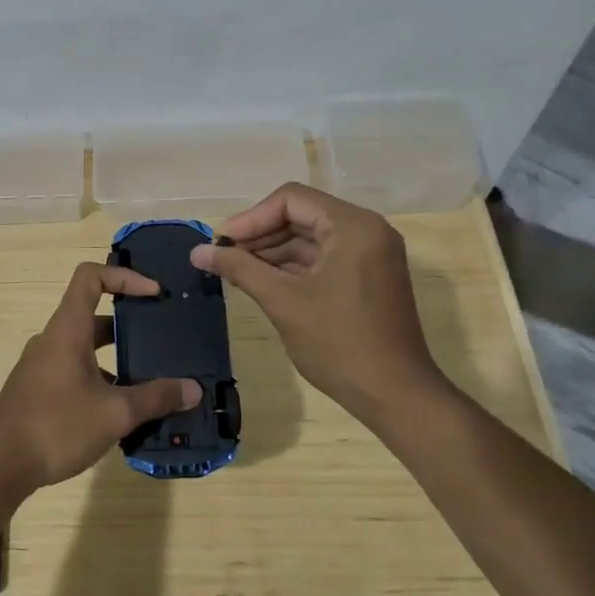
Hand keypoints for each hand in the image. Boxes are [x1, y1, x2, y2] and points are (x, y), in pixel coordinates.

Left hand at [0, 262, 201, 490]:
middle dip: (129, 325)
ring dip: (116, 359)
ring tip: (150, 381)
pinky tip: (121, 412)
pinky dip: (100, 381)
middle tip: (161, 339)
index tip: (154, 293)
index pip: (91, 277)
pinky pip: (76, 372)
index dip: (124, 276)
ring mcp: (43, 366)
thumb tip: (194, 389)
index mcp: (68, 329)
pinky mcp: (39, 391)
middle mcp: (53, 340)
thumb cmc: (56, 426)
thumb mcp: (115, 413)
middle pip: (93, 315)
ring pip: (86, 349)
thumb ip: (156, 398)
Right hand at [190, 183, 444, 417]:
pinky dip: (293, 266)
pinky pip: (324, 257)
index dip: (251, 217)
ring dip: (273, 251)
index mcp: (353, 226)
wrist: (396, 396)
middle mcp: (367, 230)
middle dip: (260, 234)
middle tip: (224, 256)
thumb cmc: (339, 344)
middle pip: (301, 215)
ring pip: (311, 237)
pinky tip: (262, 281)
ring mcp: (370, 254)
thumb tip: (198, 251)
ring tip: (236, 270)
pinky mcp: (368, 276)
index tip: (222, 242)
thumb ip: (240, 269)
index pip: (291, 199)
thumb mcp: (283, 301)